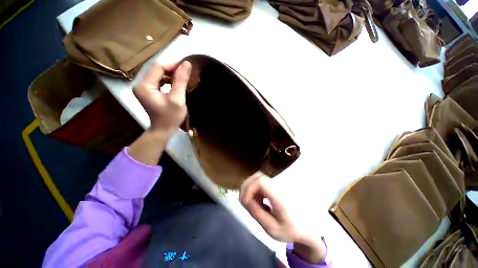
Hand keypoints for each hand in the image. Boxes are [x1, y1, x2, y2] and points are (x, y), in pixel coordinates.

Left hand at [134, 61, 191, 134]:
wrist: (163, 130)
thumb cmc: (171, 117)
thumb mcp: (178, 99)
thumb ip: (181, 81)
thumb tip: (187, 64)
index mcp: (145, 86)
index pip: (158, 67)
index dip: (173, 65)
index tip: (187, 66)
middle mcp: (140, 84)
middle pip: (157, 69)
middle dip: (172, 69)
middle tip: (186, 72)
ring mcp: (143, 87)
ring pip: (158, 74)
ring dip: (171, 74)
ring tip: (183, 77)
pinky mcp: (148, 91)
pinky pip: (158, 80)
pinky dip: (168, 79)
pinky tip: (176, 82)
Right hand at [239, 172, 326, 263]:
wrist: (304, 228)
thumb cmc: (288, 230)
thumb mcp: (271, 228)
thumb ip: (256, 213)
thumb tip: (244, 199)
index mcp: (278, 198)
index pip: (260, 182)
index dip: (249, 188)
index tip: (245, 201)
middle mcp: (277, 188)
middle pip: (258, 176)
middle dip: (247, 186)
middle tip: (244, 201)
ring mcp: (277, 186)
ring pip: (259, 178)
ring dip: (250, 188)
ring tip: (251, 202)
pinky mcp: (275, 188)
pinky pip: (261, 183)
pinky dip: (255, 189)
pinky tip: (258, 201)